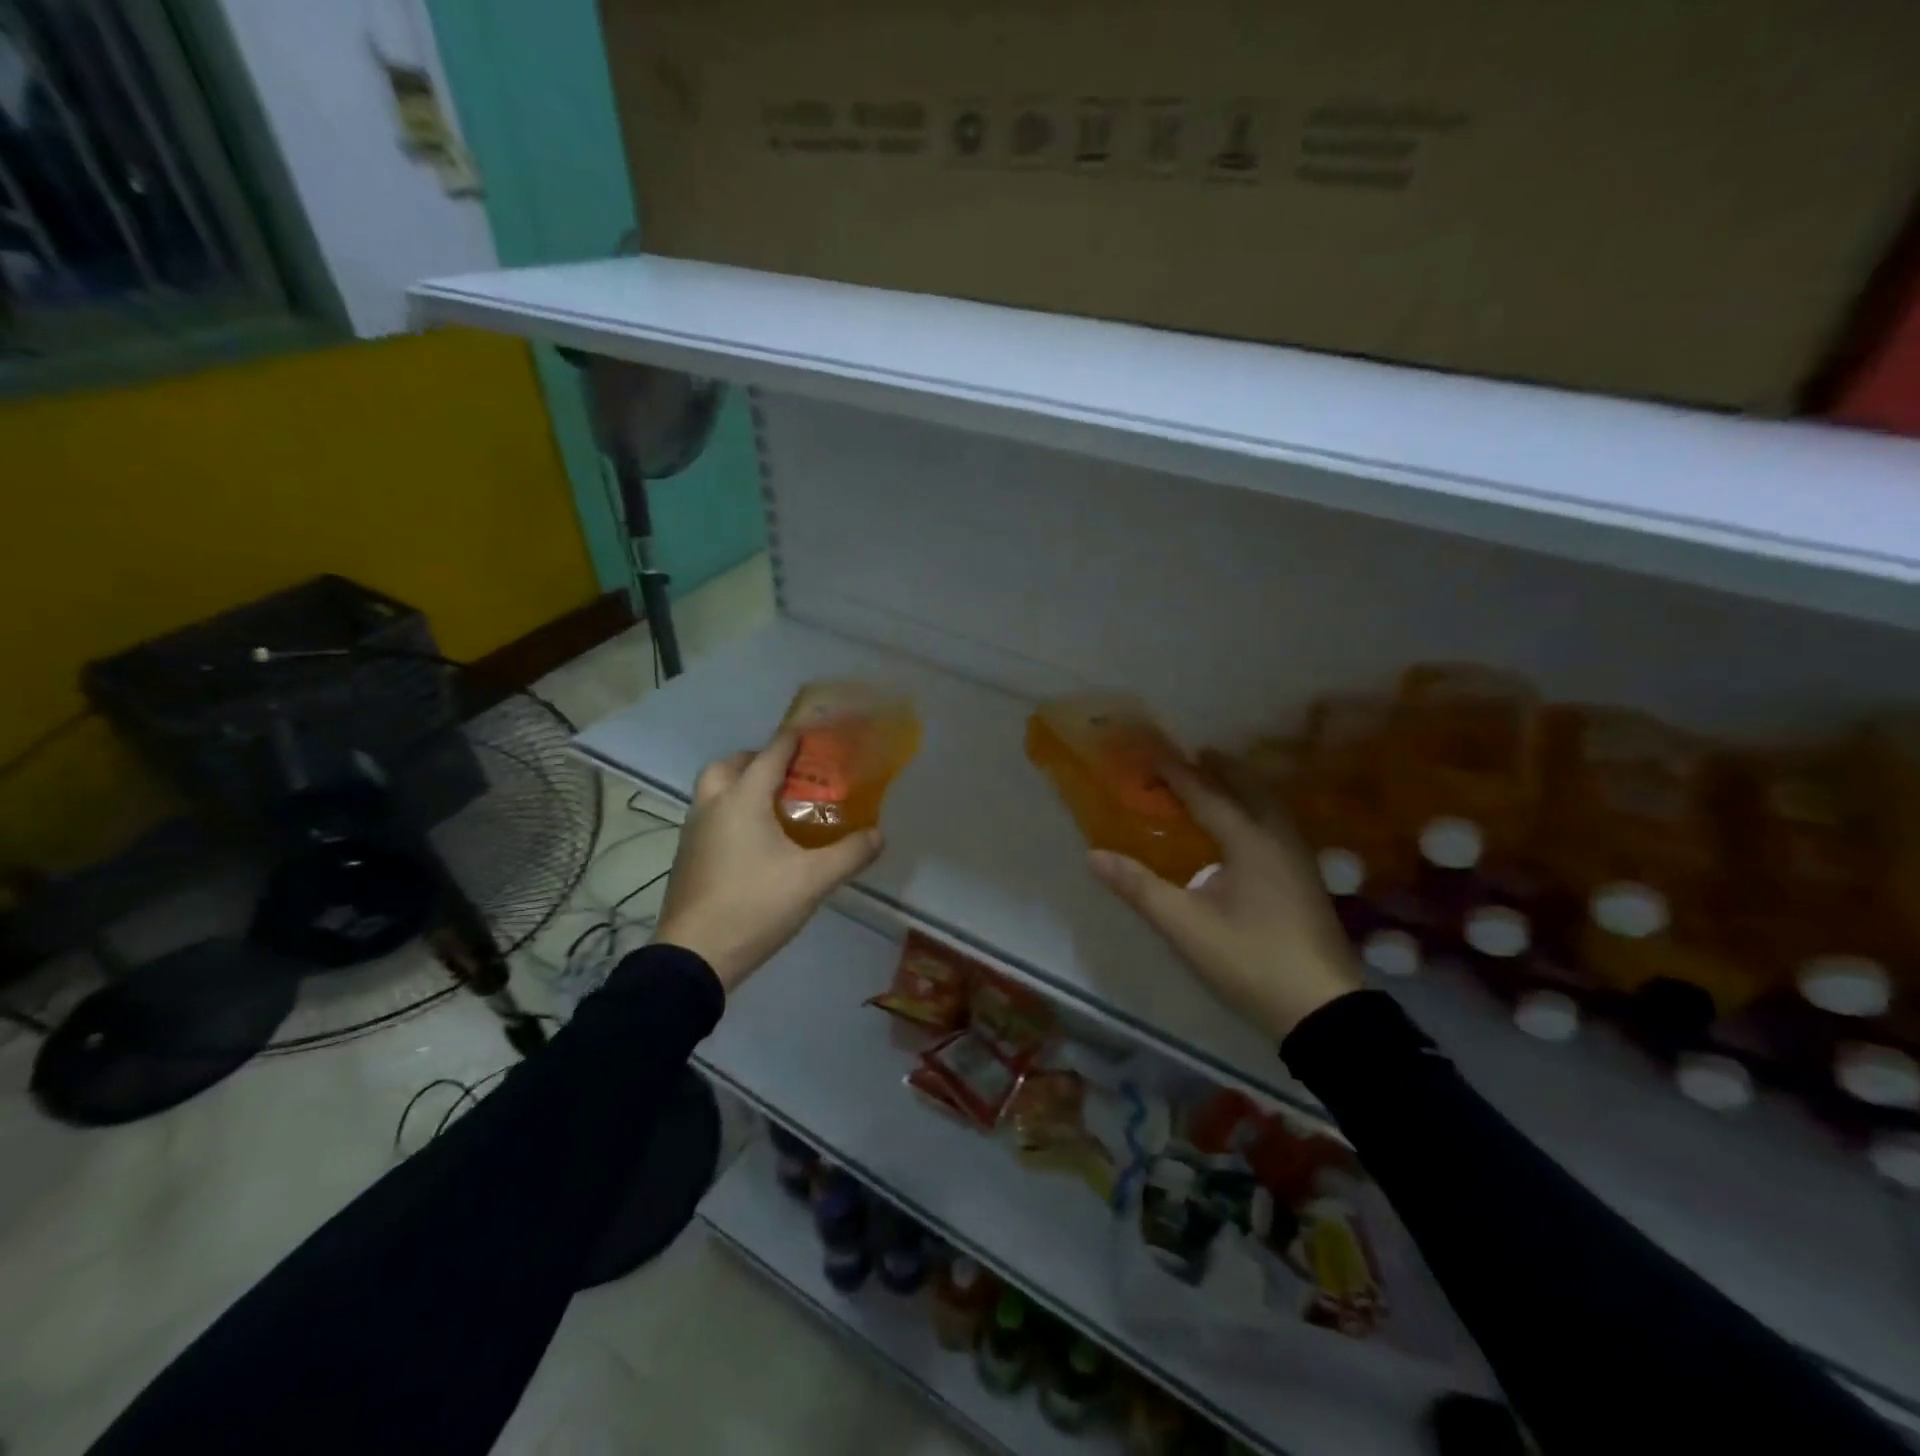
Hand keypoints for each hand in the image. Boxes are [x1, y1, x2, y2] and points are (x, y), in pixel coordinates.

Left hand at [653, 731, 882, 991]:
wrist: (694, 956)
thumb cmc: (755, 905)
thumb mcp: (813, 880)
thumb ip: (850, 854)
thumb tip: (878, 835)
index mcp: (743, 799)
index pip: (771, 754)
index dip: (793, 740)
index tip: (813, 734)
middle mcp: (712, 805)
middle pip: (729, 764)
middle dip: (756, 759)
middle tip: (786, 775)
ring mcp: (693, 831)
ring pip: (713, 790)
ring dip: (738, 784)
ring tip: (772, 806)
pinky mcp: (686, 856)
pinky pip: (708, 816)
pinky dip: (728, 811)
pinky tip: (752, 841)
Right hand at [1087, 755, 1360, 1040]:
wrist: (1323, 1009)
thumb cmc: (1249, 959)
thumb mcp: (1185, 925)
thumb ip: (1139, 887)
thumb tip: (1094, 855)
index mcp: (1249, 841)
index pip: (1207, 794)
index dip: (1177, 773)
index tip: (1153, 753)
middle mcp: (1278, 839)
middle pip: (1250, 788)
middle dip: (1221, 769)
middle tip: (1195, 756)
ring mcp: (1299, 859)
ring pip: (1271, 805)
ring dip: (1244, 787)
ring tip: (1221, 783)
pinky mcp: (1308, 880)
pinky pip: (1279, 824)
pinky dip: (1259, 809)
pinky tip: (1248, 830)